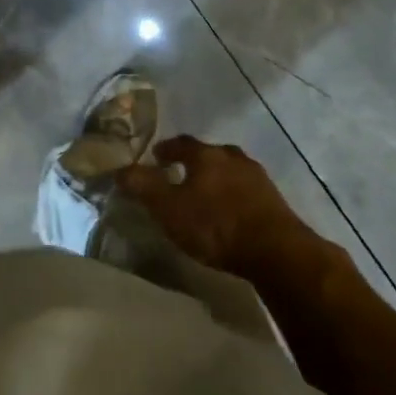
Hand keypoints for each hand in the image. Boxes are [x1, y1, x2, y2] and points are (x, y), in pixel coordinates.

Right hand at [116, 135, 307, 274]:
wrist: (276, 251)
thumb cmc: (215, 225)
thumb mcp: (169, 209)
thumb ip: (144, 187)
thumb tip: (119, 168)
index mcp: (206, 155)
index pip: (181, 143)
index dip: (167, 149)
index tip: (156, 157)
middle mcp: (233, 157)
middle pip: (209, 154)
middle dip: (195, 162)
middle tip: (181, 175)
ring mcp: (258, 177)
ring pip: (231, 170)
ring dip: (218, 178)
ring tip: (207, 195)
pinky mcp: (275, 200)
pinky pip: (247, 190)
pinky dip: (235, 195)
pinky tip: (231, 212)